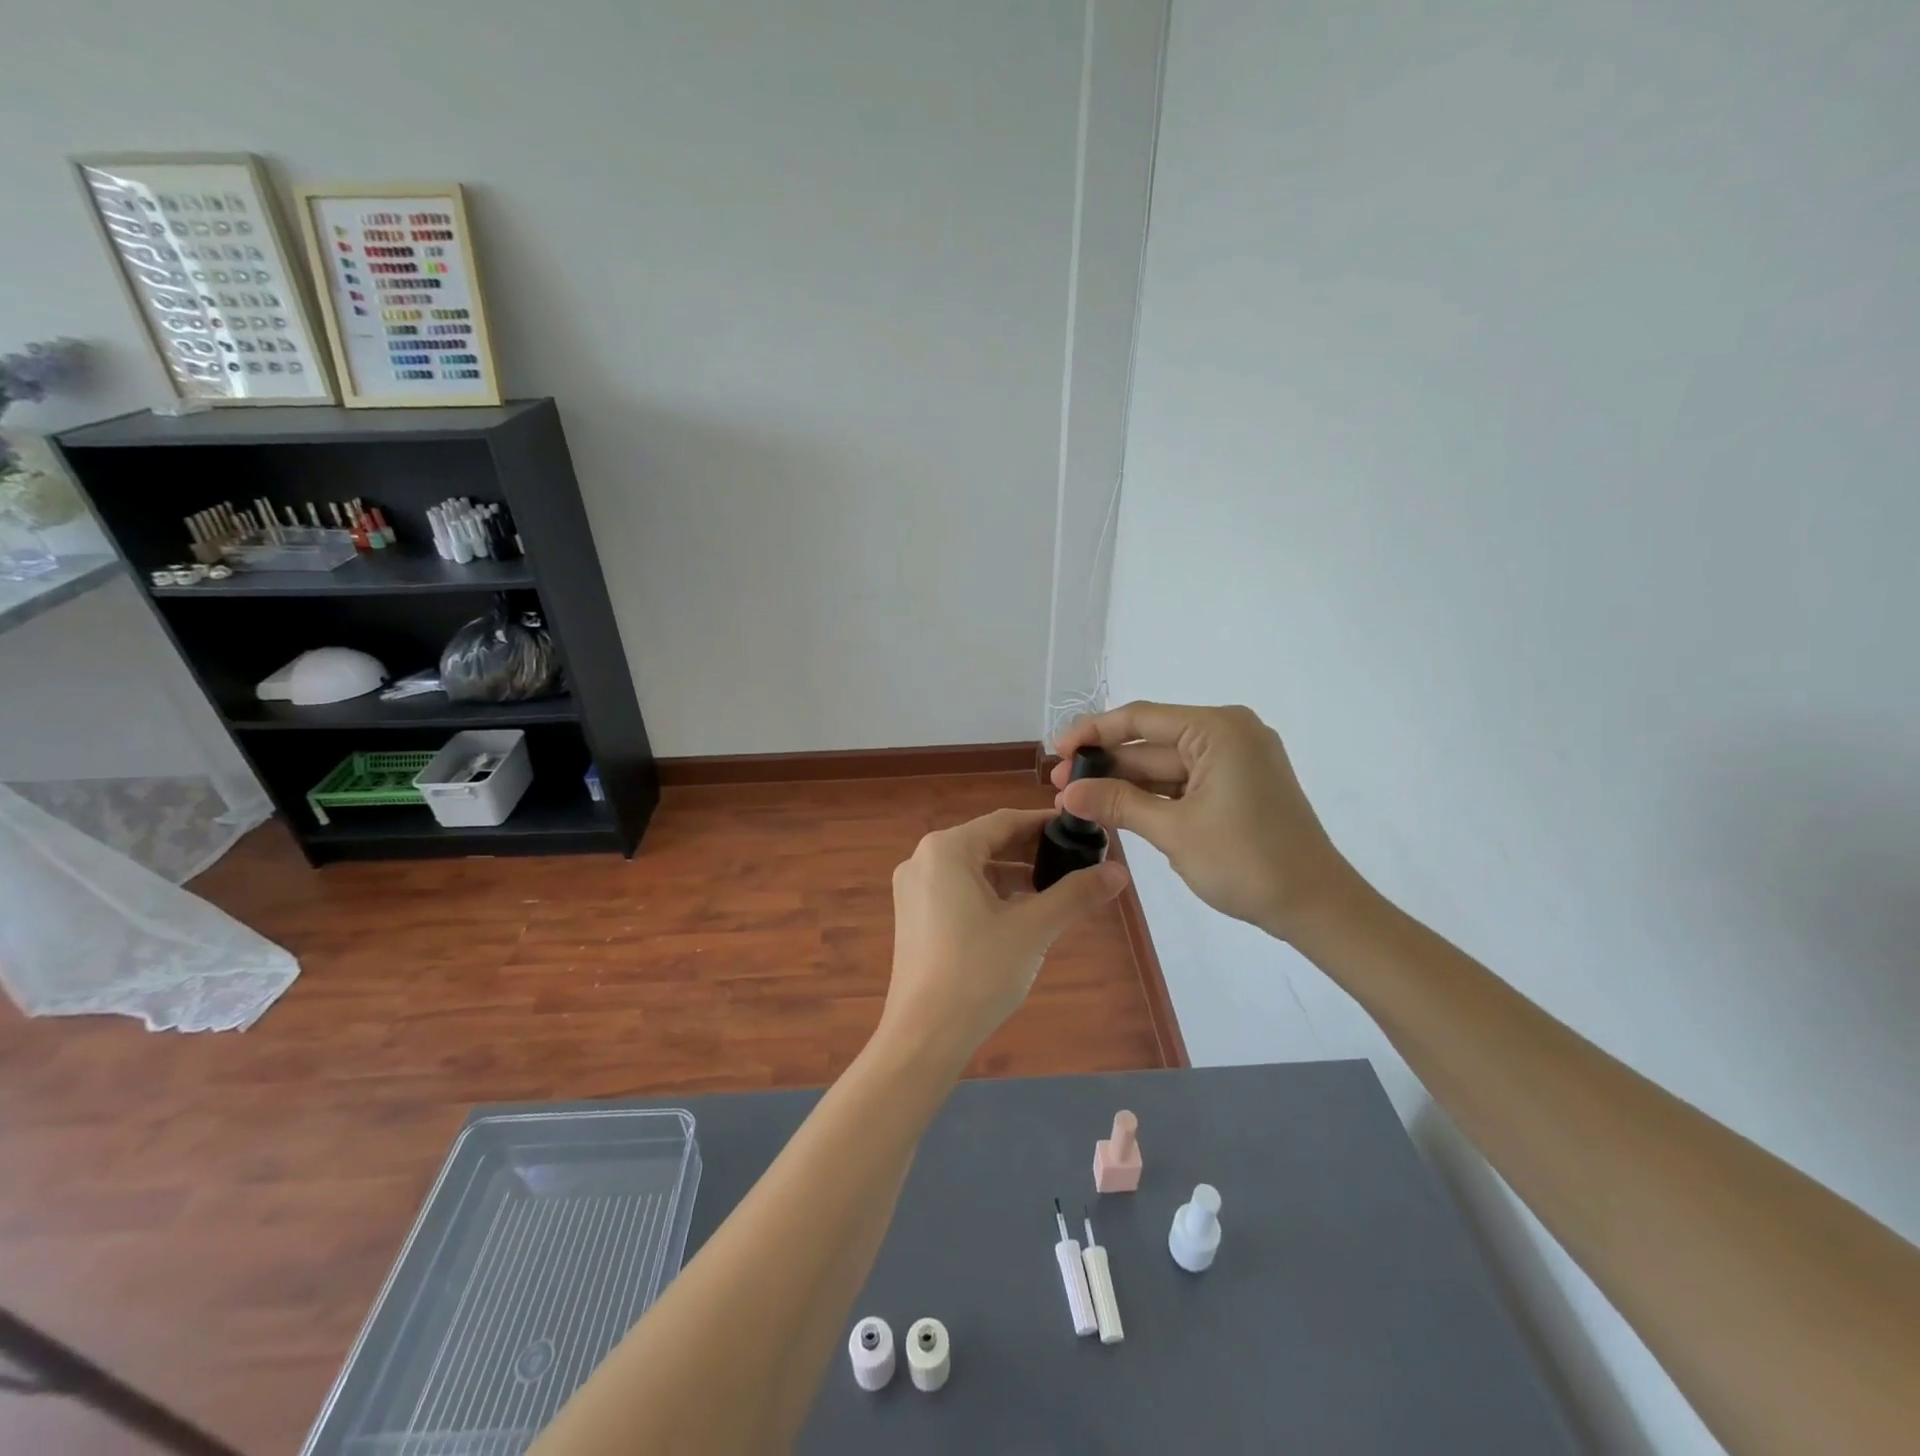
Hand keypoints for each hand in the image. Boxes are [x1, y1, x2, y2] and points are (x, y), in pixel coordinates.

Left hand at [881, 808, 1128, 1066]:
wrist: (924, 1037)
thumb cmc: (978, 972)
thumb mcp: (1033, 928)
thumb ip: (1075, 894)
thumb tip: (1120, 872)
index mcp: (946, 849)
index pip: (1005, 822)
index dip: (1046, 825)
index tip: (1081, 832)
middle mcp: (923, 859)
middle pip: (988, 843)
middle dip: (1032, 852)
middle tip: (1075, 863)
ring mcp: (913, 890)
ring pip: (973, 869)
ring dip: (1013, 876)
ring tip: (1054, 891)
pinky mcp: (913, 917)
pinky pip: (958, 891)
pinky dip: (990, 896)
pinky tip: (1020, 916)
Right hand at [1052, 702, 1361, 941]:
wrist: (1316, 906)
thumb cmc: (1246, 861)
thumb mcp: (1173, 831)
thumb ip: (1117, 804)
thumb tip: (1066, 794)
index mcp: (1218, 729)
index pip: (1140, 719)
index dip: (1092, 733)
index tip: (1056, 751)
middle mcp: (1229, 733)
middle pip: (1152, 742)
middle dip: (1106, 765)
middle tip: (1060, 786)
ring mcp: (1237, 760)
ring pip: (1166, 764)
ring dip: (1126, 783)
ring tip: (1080, 801)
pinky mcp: (1240, 785)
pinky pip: (1186, 781)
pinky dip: (1154, 796)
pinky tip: (1118, 808)